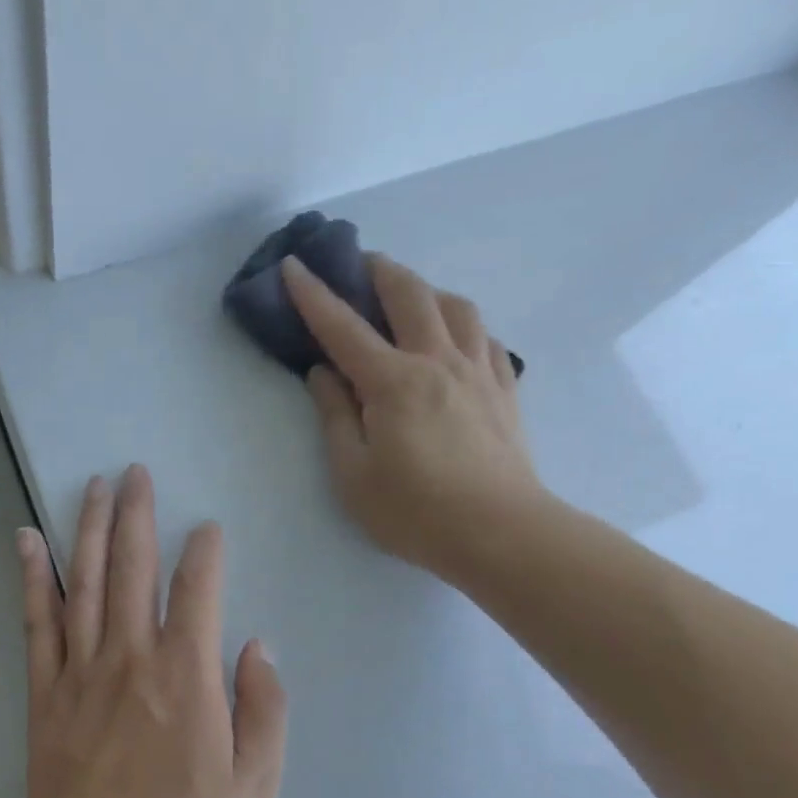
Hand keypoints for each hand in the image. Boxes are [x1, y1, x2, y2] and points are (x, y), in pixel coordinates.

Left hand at [15, 467, 286, 797]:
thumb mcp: (254, 788)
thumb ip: (264, 709)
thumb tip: (256, 646)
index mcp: (186, 676)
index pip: (197, 589)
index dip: (204, 552)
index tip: (207, 527)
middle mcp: (131, 657)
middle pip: (134, 568)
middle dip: (137, 514)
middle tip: (135, 472)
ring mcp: (81, 671)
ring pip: (85, 581)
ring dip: (89, 528)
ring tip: (94, 486)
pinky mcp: (45, 692)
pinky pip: (37, 622)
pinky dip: (32, 577)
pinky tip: (27, 540)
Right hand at [282, 252, 543, 578]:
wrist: (502, 534)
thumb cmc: (415, 511)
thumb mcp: (353, 474)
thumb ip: (335, 416)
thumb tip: (322, 373)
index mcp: (393, 382)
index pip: (343, 327)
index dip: (313, 294)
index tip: (293, 264)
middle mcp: (437, 362)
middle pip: (409, 295)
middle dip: (378, 271)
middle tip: (358, 263)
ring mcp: (478, 372)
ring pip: (456, 307)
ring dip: (426, 290)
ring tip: (409, 297)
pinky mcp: (504, 390)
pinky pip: (485, 338)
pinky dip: (463, 325)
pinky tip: (456, 337)